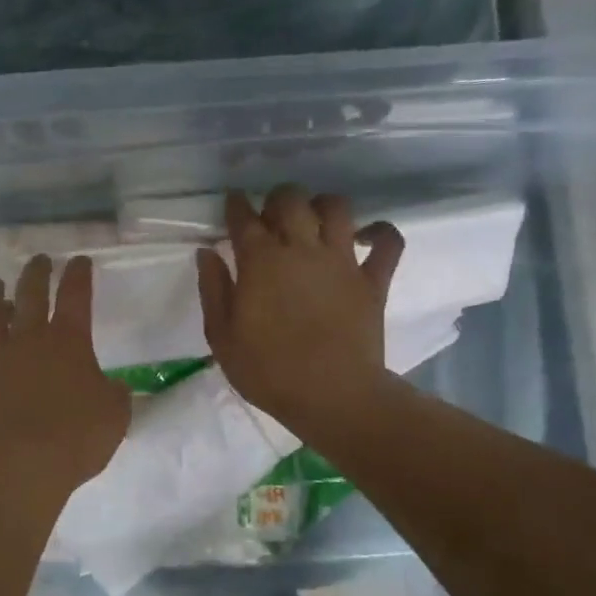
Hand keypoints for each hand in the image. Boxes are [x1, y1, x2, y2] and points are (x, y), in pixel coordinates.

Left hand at [0, 255, 129, 502]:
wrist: (15, 466)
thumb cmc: (73, 440)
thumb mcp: (115, 417)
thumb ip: (116, 395)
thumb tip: (113, 386)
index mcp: (68, 342)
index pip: (76, 297)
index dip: (79, 275)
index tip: (80, 261)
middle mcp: (27, 339)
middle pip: (30, 294)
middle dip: (37, 273)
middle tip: (39, 260)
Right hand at [196, 186, 403, 435]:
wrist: (332, 396)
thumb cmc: (268, 371)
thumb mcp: (222, 337)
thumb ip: (213, 289)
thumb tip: (208, 252)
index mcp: (261, 261)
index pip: (244, 217)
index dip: (236, 205)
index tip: (233, 203)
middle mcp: (302, 249)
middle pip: (291, 200)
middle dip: (278, 199)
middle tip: (271, 216)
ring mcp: (342, 261)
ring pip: (337, 208)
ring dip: (322, 205)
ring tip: (314, 221)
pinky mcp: (373, 280)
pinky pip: (388, 242)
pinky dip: (380, 232)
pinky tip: (366, 237)